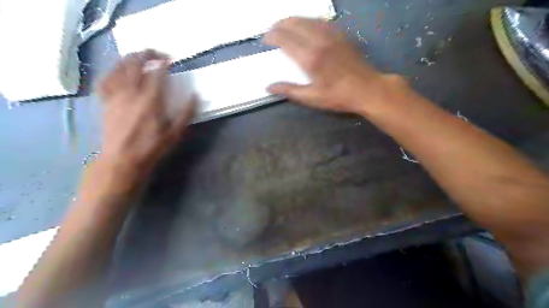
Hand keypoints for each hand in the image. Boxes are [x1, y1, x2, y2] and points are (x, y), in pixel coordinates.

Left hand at [98, 51, 196, 179]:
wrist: (123, 159)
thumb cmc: (152, 147)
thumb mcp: (175, 133)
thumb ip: (186, 113)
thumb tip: (196, 96)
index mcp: (151, 100)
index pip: (157, 73)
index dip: (164, 62)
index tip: (171, 59)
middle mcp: (131, 93)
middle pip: (136, 64)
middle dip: (147, 54)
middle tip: (157, 53)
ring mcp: (116, 96)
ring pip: (119, 68)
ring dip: (130, 58)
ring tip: (139, 56)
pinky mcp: (106, 102)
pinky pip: (105, 80)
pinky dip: (111, 71)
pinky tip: (117, 71)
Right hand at [263, 17, 403, 112]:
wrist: (368, 89)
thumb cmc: (338, 96)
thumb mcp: (312, 97)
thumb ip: (289, 90)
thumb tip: (269, 87)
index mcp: (310, 58)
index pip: (285, 39)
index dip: (272, 36)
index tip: (265, 39)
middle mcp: (319, 41)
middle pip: (295, 24)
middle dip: (280, 24)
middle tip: (272, 30)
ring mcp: (331, 35)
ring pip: (308, 19)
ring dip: (293, 20)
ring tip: (285, 25)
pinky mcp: (341, 35)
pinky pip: (321, 21)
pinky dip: (309, 21)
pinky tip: (306, 25)